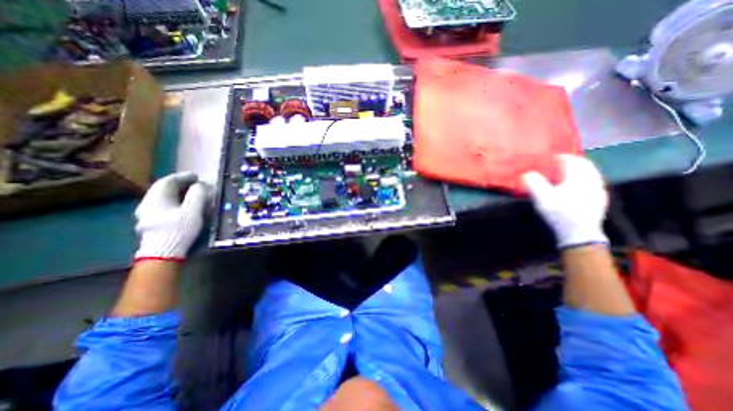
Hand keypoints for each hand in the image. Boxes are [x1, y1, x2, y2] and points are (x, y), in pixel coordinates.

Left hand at [134, 172, 208, 260]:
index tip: (196, 176)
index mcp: (157, 198)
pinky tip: (182, 206)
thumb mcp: (193, 211)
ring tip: (191, 194)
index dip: (183, 177)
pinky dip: (174, 201)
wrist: (163, 253)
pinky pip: (162, 206)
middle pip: (163, 189)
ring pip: (162, 198)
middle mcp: (148, 204)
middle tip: (195, 184)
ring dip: (177, 193)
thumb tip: (200, 185)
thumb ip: (197, 195)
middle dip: (180, 184)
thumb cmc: (179, 230)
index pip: (168, 181)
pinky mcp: (151, 223)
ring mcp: (146, 214)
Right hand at [524, 154, 610, 246]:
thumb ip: (534, 183)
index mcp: (579, 178)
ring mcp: (598, 192)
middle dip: (572, 162)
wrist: (578, 234)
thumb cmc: (559, 213)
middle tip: (559, 164)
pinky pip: (593, 184)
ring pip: (591, 174)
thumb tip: (528, 174)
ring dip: (579, 171)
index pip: (573, 160)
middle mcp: (592, 181)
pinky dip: (584, 180)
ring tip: (566, 174)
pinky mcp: (599, 201)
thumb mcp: (542, 198)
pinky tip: (575, 187)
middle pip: (585, 166)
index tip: (551, 158)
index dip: (561, 157)